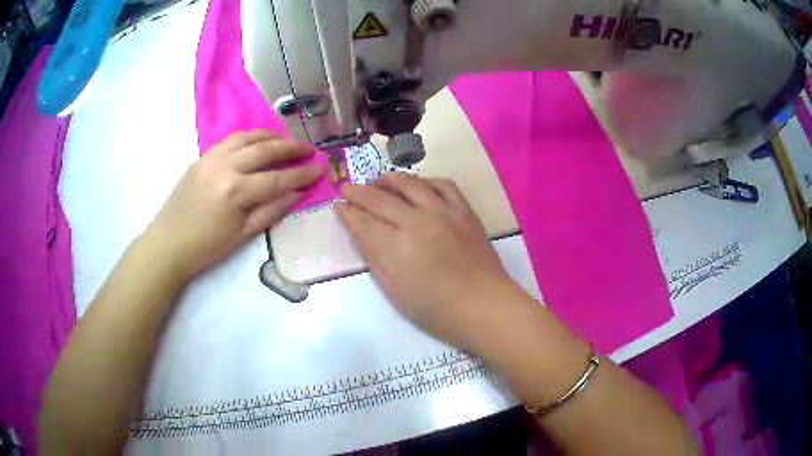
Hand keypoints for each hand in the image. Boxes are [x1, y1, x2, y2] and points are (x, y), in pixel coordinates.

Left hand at [146, 130, 324, 277]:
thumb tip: (296, 193)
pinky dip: (247, 138)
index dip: (302, 175)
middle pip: (264, 150)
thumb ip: (271, 211)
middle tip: (308, 149)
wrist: (167, 244)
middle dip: (290, 148)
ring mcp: (210, 159)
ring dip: (269, 136)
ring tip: (285, 141)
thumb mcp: (242, 235)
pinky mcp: (201, 158)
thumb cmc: (205, 247)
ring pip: (246, 137)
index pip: (277, 179)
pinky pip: (229, 141)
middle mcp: (224, 167)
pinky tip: (256, 143)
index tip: (321, 169)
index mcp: (235, 191)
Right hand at [336, 173, 518, 346]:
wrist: (483, 306)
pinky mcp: (463, 210)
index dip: (347, 212)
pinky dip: (425, 181)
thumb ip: (374, 256)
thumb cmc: (435, 309)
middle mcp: (417, 221)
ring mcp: (443, 212)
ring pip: (410, 183)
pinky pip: (442, 184)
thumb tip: (359, 230)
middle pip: (380, 198)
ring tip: (379, 183)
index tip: (337, 204)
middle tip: (348, 188)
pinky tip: (418, 186)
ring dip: (389, 179)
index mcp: (396, 246)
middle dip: (359, 192)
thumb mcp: (394, 289)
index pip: (363, 221)